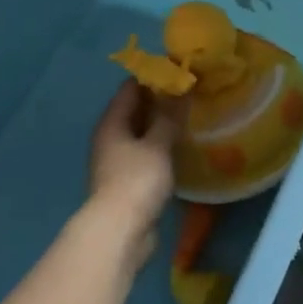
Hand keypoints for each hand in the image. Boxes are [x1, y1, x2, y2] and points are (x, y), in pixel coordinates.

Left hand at [85, 81, 182, 258]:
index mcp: (112, 122)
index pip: (131, 87)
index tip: (181, 70)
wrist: (119, 232)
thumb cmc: (136, 181)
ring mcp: (118, 160)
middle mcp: (111, 137)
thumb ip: (170, 117)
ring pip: (141, 131)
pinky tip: (181, 146)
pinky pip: (146, 152)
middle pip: (135, 108)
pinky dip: (161, 144)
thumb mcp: (158, 145)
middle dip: (161, 99)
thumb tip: (181, 87)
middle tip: (192, 92)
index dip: (155, 75)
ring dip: (162, 123)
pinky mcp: (128, 180)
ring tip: (191, 115)